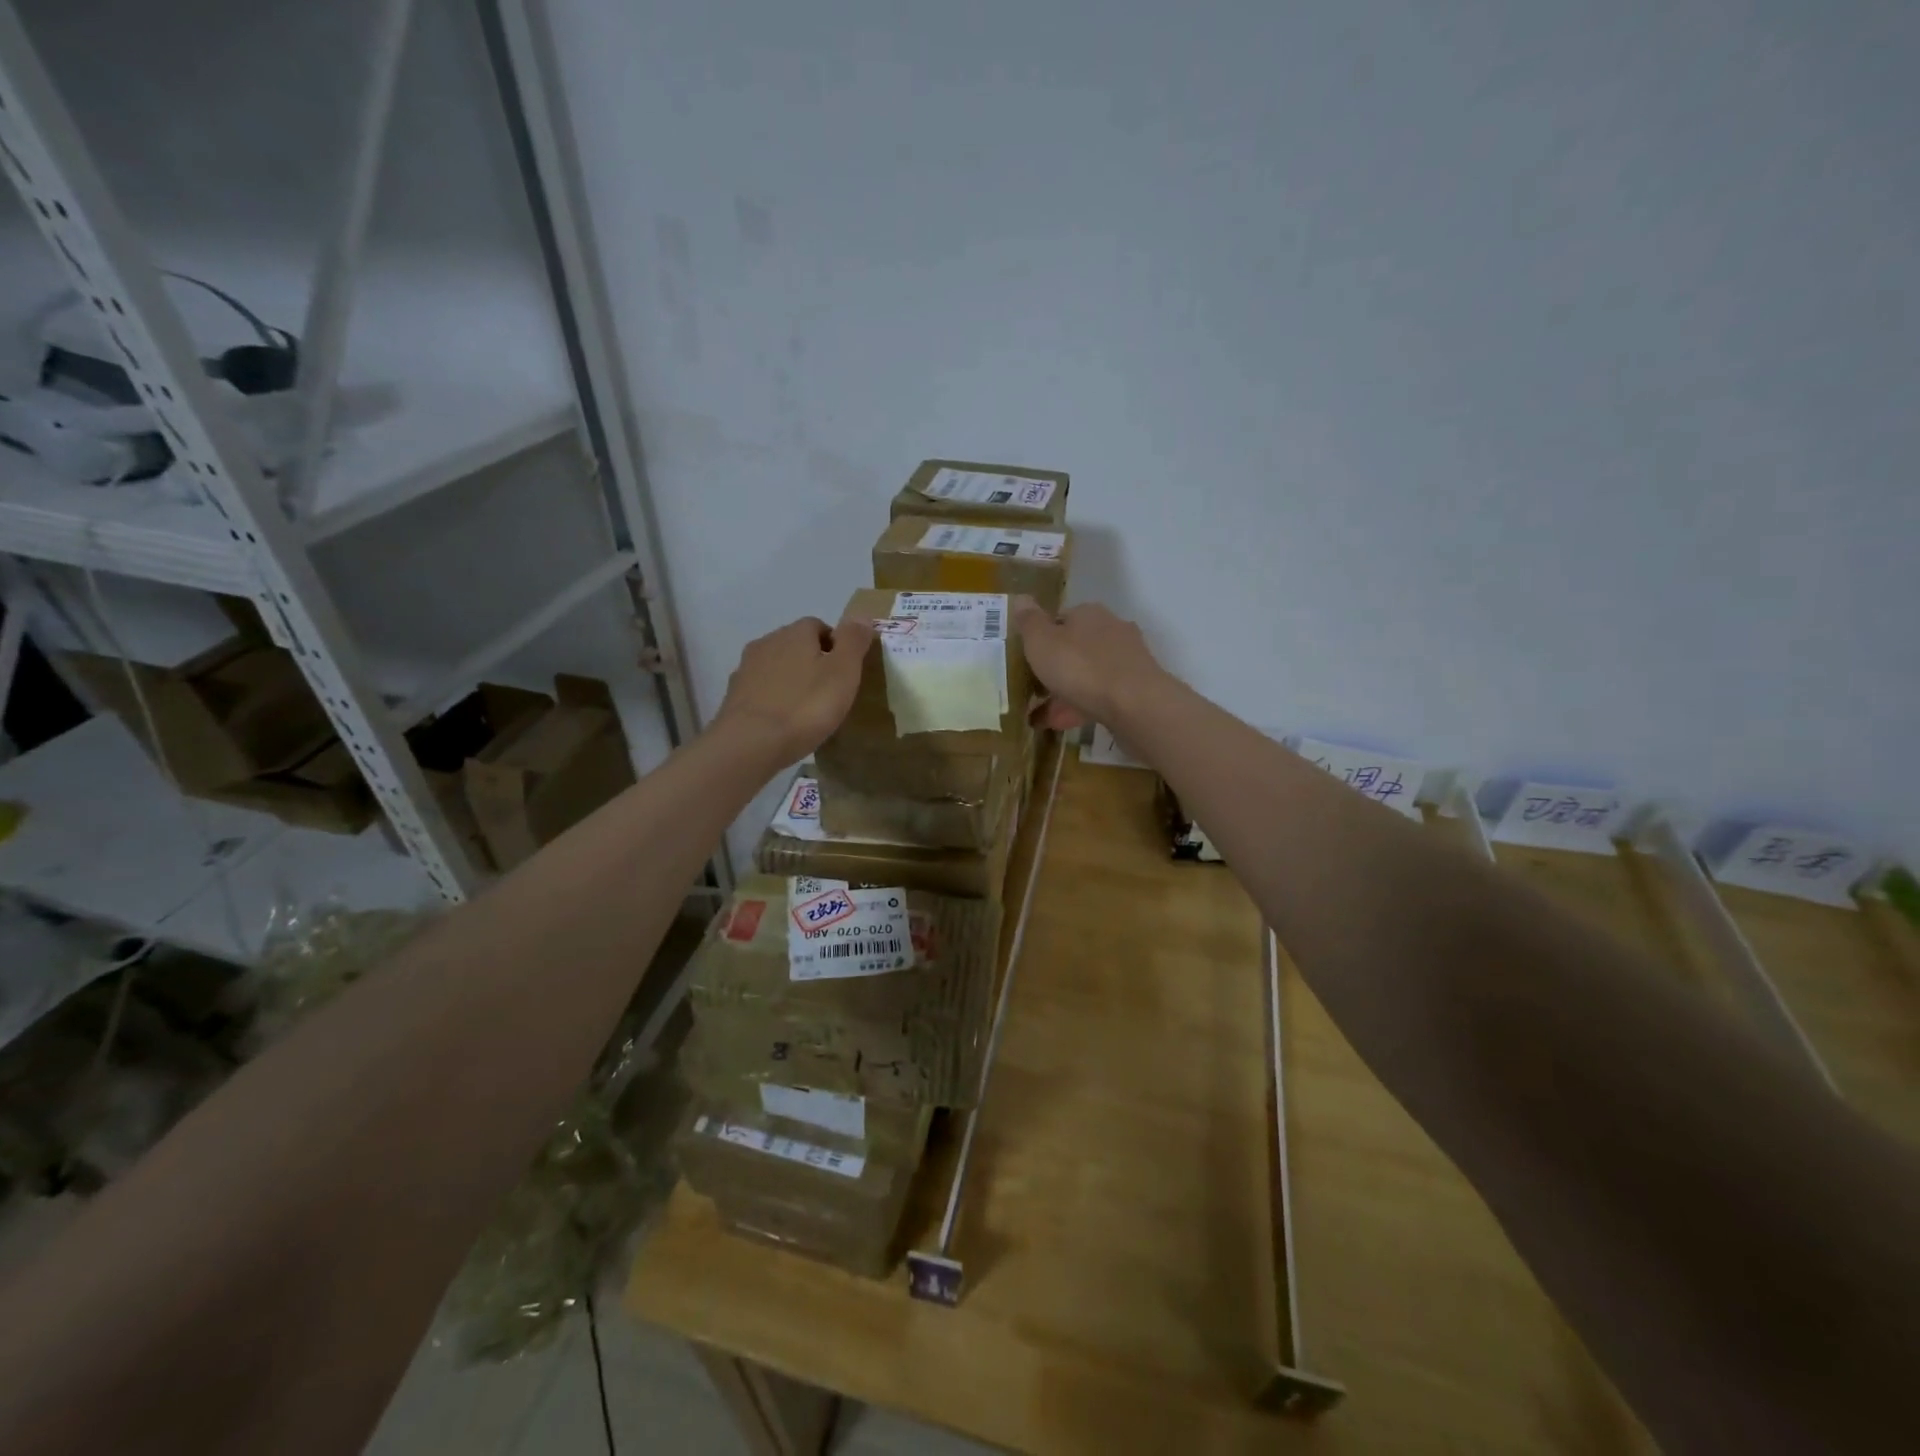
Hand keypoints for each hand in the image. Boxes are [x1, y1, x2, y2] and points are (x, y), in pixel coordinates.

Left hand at [712, 616, 875, 761]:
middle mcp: (767, 642)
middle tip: (829, 692)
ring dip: (791, 680)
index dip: (836, 646)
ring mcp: (746, 669)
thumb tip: (862, 615)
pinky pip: (761, 690)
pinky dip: (773, 699)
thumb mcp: (843, 672)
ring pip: (776, 667)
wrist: (751, 743)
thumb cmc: (806, 706)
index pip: (819, 626)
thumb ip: (854, 640)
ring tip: (806, 709)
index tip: (846, 673)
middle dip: (812, 661)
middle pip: (795, 645)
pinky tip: (782, 721)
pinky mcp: (734, 696)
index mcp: (795, 633)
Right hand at [1013, 598, 1172, 731]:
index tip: (1027, 658)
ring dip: (1066, 691)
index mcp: (1088, 614)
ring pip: (1088, 673)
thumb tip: (1021, 598)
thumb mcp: (1041, 642)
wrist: (1134, 704)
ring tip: (1042, 716)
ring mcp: (1127, 659)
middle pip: (1076, 647)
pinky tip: (1064, 724)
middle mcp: (1111, 629)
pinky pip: (1100, 695)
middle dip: (1056, 667)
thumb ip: (1029, 622)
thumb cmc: (1080, 667)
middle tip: (1033, 688)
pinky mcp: (1135, 687)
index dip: (1041, 638)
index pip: (1060, 618)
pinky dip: (1081, 707)